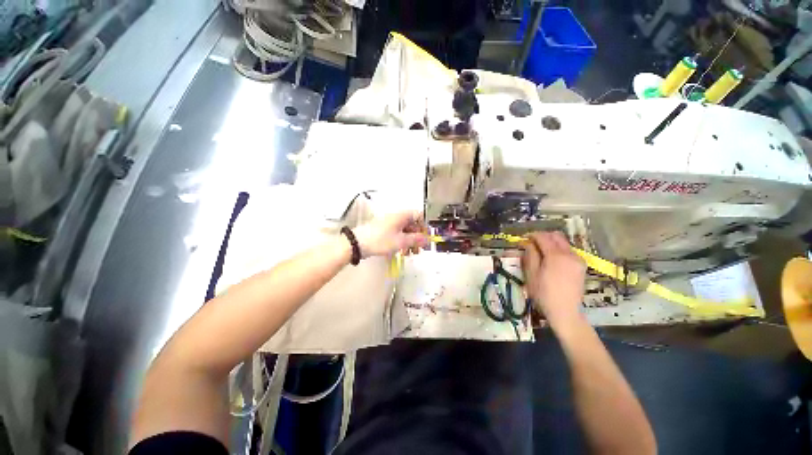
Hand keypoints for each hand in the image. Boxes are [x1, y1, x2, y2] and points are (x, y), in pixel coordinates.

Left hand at [353, 211, 427, 257]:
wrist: (357, 243)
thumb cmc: (380, 240)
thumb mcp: (401, 241)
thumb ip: (416, 240)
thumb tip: (428, 239)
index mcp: (402, 216)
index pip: (419, 216)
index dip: (424, 226)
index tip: (426, 238)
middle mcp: (396, 217)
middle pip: (412, 224)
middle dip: (418, 237)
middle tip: (420, 249)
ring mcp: (389, 223)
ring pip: (405, 230)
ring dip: (410, 241)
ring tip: (411, 253)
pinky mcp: (384, 230)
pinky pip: (397, 234)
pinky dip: (402, 242)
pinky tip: (402, 252)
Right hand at [521, 232, 585, 328]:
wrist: (565, 312)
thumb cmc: (544, 294)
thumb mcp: (532, 274)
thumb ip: (530, 255)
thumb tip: (528, 243)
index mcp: (556, 255)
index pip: (543, 237)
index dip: (532, 235)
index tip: (523, 238)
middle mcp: (570, 254)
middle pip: (556, 236)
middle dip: (543, 236)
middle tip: (531, 243)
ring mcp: (578, 260)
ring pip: (564, 243)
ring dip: (551, 242)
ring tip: (540, 251)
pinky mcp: (581, 266)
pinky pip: (569, 251)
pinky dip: (559, 250)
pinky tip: (551, 259)